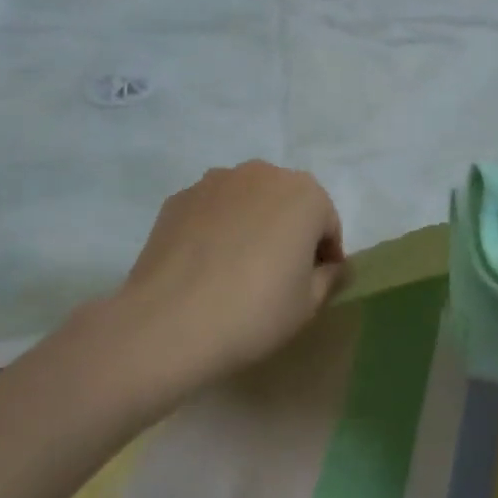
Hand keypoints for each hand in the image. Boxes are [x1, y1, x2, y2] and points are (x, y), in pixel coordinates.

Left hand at [100, 162, 345, 389]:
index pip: (327, 224)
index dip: (326, 256)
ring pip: (247, 202)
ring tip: (238, 268)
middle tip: (279, 275)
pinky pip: (212, 211)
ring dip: (251, 225)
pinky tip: (206, 266)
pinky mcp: (178, 198)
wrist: (168, 323)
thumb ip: (329, 277)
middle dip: (289, 232)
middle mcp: (262, 174)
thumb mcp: (308, 304)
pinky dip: (216, 229)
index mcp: (305, 194)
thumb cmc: (255, 311)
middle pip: (287, 204)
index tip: (317, 283)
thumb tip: (329, 267)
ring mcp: (215, 182)